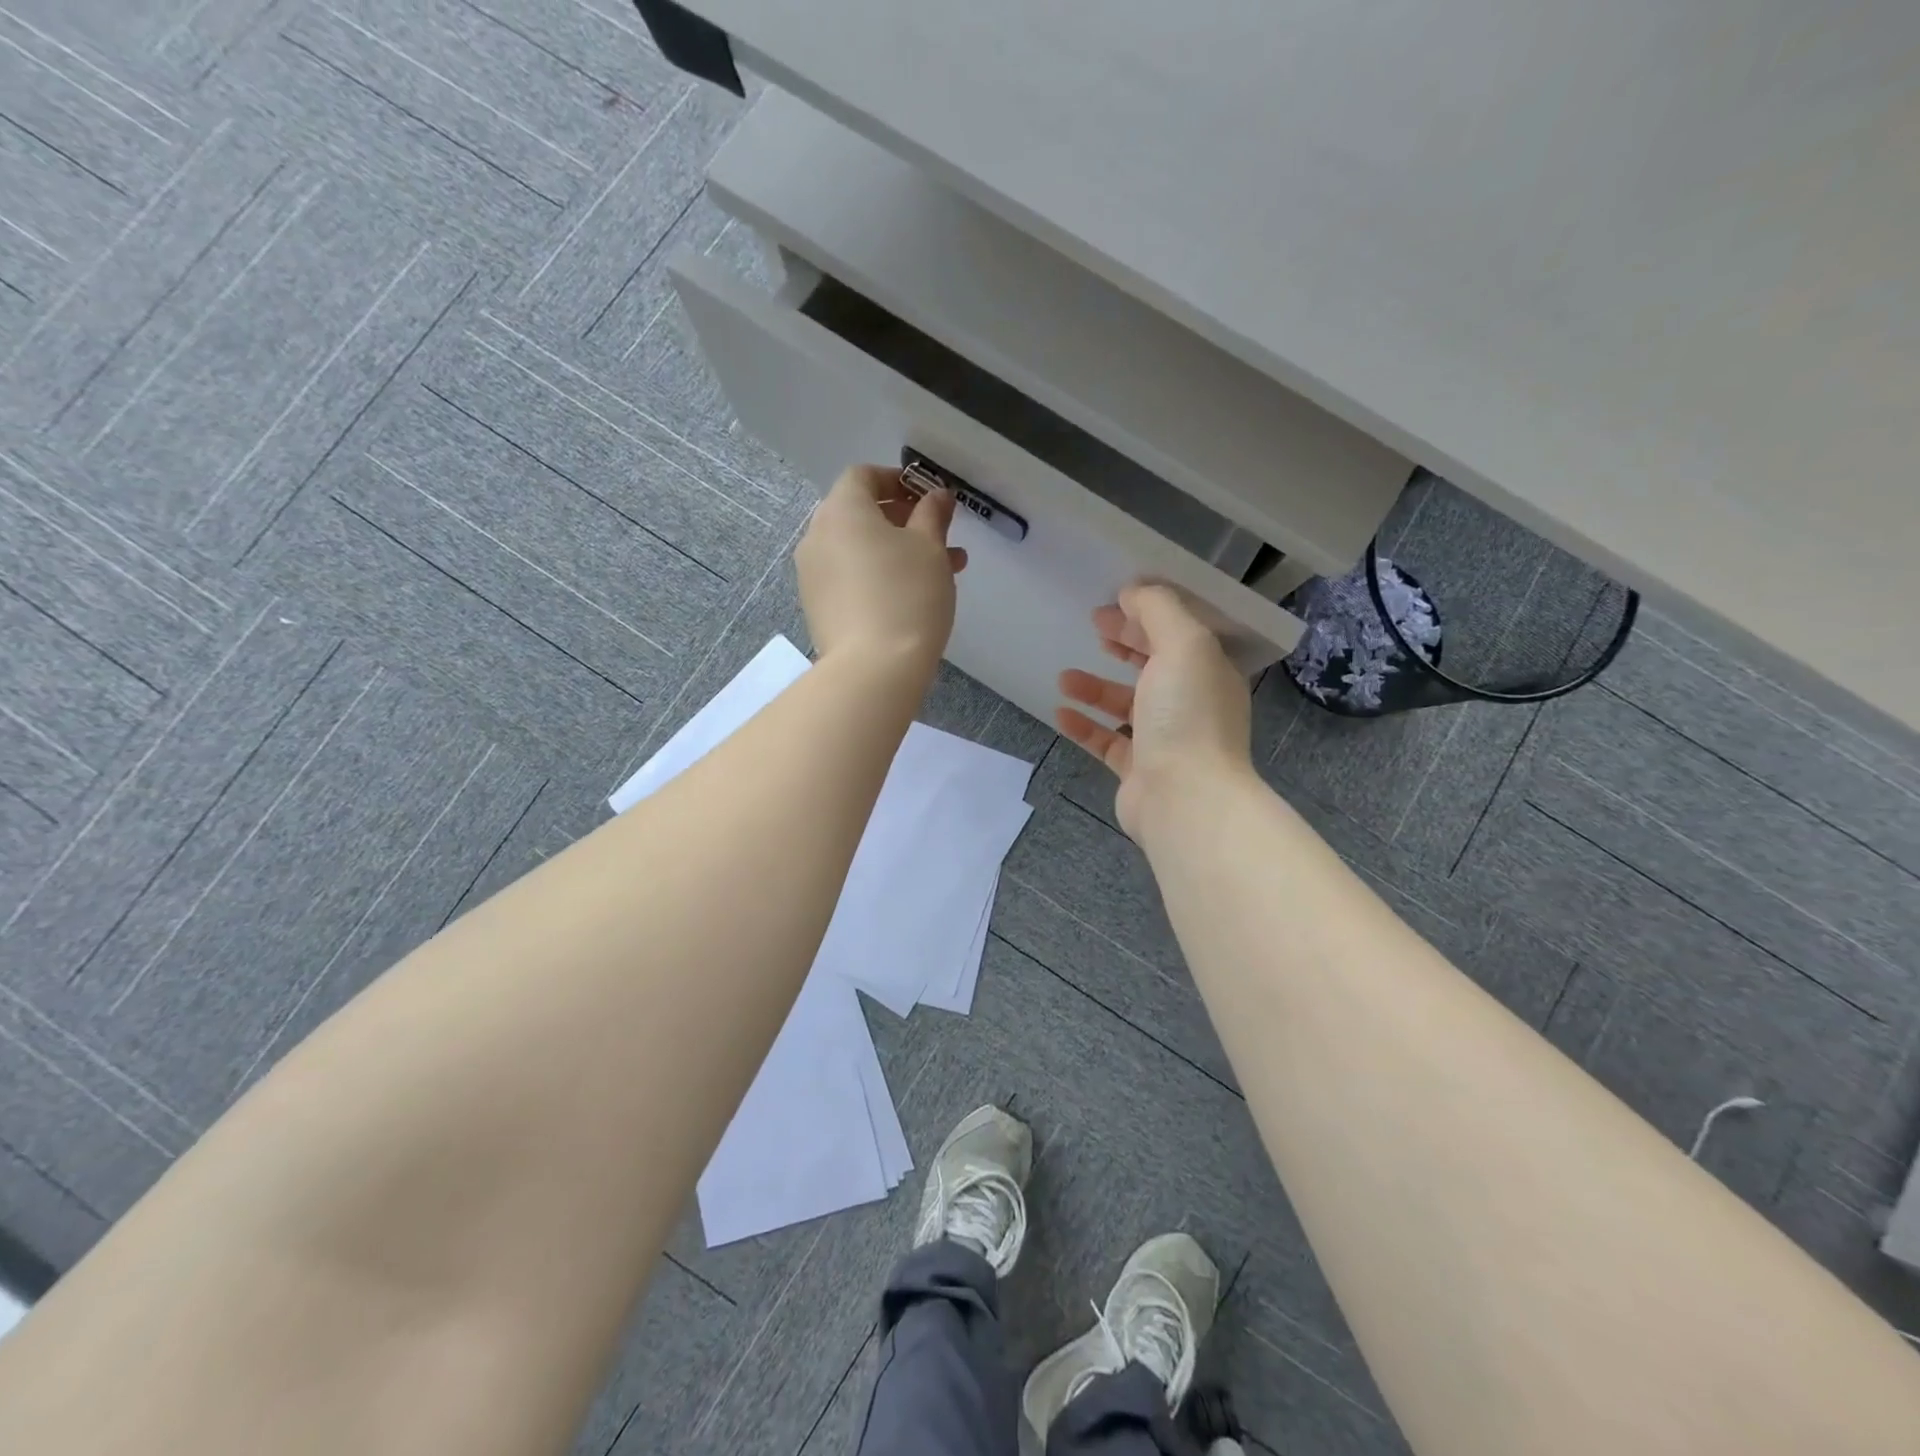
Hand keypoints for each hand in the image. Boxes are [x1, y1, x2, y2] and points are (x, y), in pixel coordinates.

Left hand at [796, 464, 966, 679]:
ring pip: (857, 550)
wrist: (873, 669)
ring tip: (940, 571)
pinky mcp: (817, 608)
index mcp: (842, 511)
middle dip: (902, 520)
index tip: (927, 498)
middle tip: (938, 535)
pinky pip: (848, 578)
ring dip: (895, 551)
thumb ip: (933, 515)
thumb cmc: (907, 596)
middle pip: (858, 513)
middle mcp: (817, 536)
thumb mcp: (931, 548)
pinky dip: (876, 576)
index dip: (897, 480)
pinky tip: (910, 598)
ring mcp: (812, 575)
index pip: (863, 475)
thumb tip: (936, 496)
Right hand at [1056, 584, 1253, 839]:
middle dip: (1123, 644)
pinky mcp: (1139, 769)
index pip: (1178, 634)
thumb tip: (1133, 592)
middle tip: (1091, 627)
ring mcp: (1165, 739)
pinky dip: (1085, 726)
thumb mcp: (1182, 644)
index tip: (1111, 605)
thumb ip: (1157, 610)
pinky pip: (1108, 741)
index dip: (1145, 615)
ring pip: (1127, 705)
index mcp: (1208, 672)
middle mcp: (1191, 703)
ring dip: (1096, 687)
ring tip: (1065, 676)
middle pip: (1153, 665)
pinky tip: (1060, 713)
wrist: (1184, 798)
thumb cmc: (1186, 715)